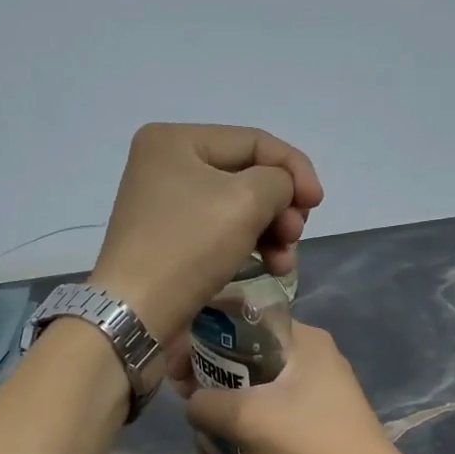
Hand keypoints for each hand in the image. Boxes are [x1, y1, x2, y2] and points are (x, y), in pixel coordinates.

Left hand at [86, 124, 323, 344]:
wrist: (137, 313)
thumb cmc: (189, 246)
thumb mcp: (246, 200)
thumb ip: (279, 181)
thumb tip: (281, 191)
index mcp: (175, 140)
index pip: (254, 141)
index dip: (294, 169)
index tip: (317, 204)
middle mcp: (166, 166)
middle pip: (247, 175)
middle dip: (281, 206)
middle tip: (294, 236)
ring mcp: (167, 206)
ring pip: (239, 208)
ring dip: (272, 232)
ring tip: (284, 262)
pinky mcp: (172, 241)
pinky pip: (222, 232)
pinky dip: (250, 246)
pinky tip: (270, 267)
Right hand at [178, 324, 409, 453]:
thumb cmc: (306, 440)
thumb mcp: (244, 417)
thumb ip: (205, 402)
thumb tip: (193, 404)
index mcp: (304, 338)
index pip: (243, 317)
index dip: (203, 333)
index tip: (177, 361)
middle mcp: (315, 355)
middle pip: (250, 349)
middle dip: (212, 366)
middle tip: (183, 390)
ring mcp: (322, 389)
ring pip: (262, 381)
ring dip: (229, 394)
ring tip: (201, 414)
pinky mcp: (322, 420)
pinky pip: (276, 407)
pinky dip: (251, 415)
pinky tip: (230, 433)